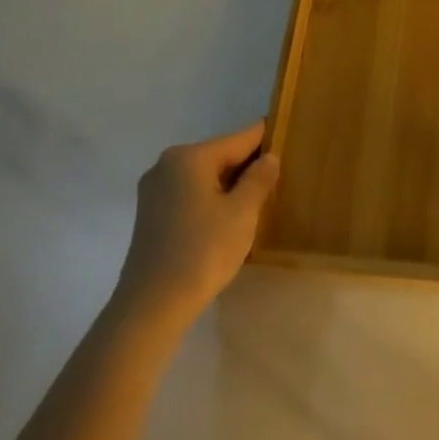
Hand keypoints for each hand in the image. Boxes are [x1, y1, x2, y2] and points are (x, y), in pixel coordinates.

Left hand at [119, 122, 279, 327]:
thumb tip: (269, 157)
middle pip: (219, 156)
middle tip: (280, 175)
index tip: (287, 134)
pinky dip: (211, 199)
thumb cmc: (203, 251)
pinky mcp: (150, 214)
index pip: (238, 139)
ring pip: (204, 177)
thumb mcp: (242, 213)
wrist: (152, 304)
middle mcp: (167, 165)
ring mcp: (154, 190)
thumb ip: (259, 179)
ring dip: (230, 185)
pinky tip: (229, 218)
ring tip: (259, 198)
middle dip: (248, 165)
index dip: (265, 137)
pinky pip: (189, 194)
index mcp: (190, 158)